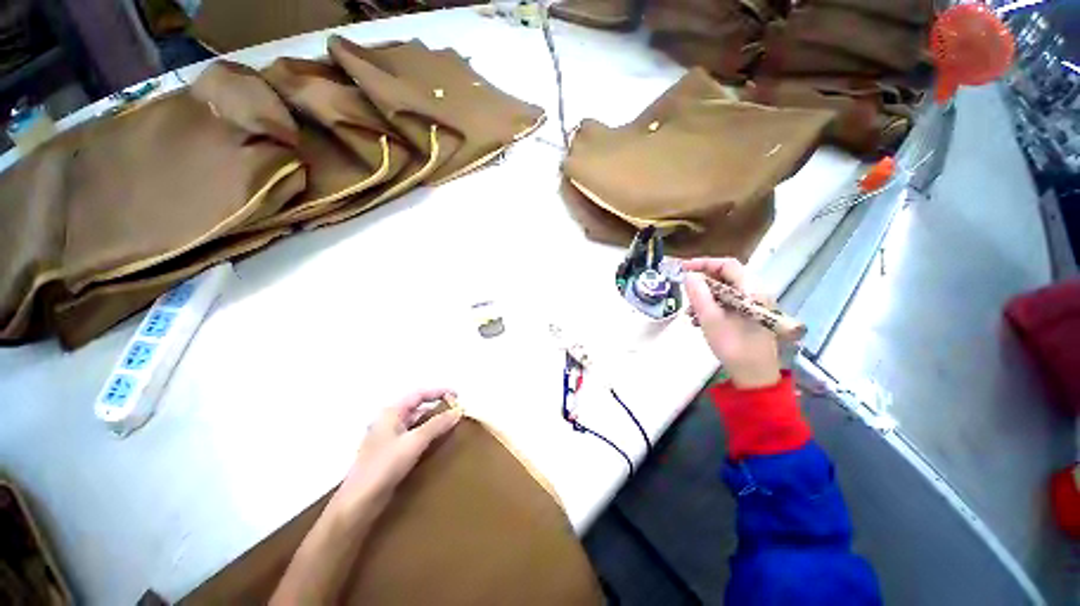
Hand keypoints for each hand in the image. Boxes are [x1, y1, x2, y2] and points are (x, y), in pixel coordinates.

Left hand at [334, 388, 461, 517]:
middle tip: (457, 413)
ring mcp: (388, 439)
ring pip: (416, 424)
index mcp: (391, 413)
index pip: (419, 394)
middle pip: (417, 408)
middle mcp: (389, 422)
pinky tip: (437, 444)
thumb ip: (437, 425)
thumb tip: (458, 411)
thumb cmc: (384, 466)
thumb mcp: (414, 442)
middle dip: (438, 408)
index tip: (458, 396)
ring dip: (433, 423)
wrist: (358, 503)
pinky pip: (413, 438)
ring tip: (452, 427)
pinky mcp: (390, 455)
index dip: (439, 392)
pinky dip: (427, 437)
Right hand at [683, 258, 781, 389]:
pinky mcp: (749, 316)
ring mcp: (754, 305)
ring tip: (690, 313)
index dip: (703, 263)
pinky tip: (698, 320)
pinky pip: (727, 303)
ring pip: (724, 292)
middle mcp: (756, 293)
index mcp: (751, 289)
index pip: (727, 264)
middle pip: (725, 277)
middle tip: (685, 292)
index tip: (682, 269)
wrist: (754, 376)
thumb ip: (698, 293)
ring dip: (704, 298)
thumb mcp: (710, 318)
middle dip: (702, 284)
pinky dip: (711, 308)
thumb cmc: (733, 345)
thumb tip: (689, 275)